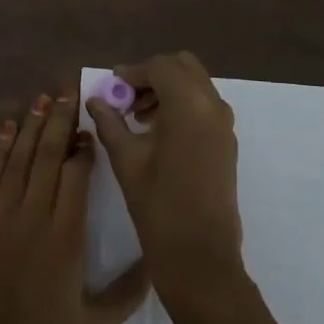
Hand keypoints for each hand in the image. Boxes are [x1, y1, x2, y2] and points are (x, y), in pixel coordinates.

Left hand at [0, 92, 148, 323]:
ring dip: (32, 125)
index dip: (84, 147)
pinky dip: (0, 149)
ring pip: (19, 158)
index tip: (91, 128)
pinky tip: (8, 128)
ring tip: (43, 98)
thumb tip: (156, 259)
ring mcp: (0, 215)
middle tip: (69, 91)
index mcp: (66, 238)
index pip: (77, 176)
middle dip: (60, 120)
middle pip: (49, 156)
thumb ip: (128, 292)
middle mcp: (34, 216)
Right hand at [85, 52, 244, 315]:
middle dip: (153, 75)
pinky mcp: (227, 142)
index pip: (159, 66)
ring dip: (168, 89)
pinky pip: (204, 106)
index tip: (111, 87)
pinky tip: (158, 133)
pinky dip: (182, 105)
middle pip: (183, 67)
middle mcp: (213, 105)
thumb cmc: (158, 205)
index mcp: (188, 104)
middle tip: (127, 99)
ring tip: (138, 118)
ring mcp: (225, 124)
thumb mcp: (126, 159)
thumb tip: (95, 100)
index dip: (132, 72)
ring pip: (196, 84)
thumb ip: (109, 122)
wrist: (200, 256)